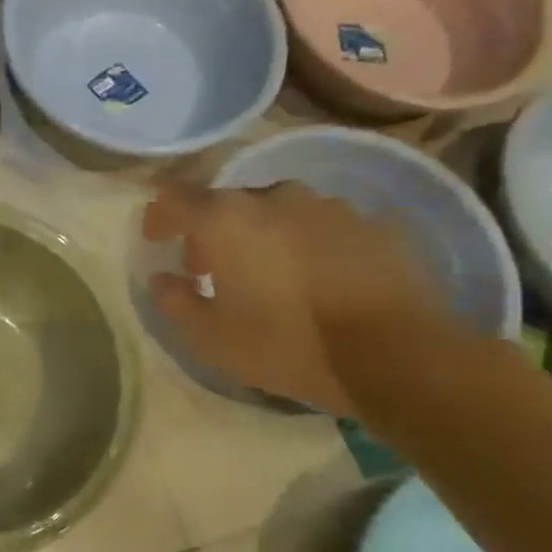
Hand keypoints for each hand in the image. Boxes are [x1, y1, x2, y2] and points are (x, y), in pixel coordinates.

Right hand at [142, 180, 451, 414]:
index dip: (158, 214)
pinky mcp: (371, 224)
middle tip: (208, 268)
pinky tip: (313, 278)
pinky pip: (320, 226)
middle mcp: (275, 198)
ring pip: (276, 210)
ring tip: (265, 273)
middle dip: (209, 230)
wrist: (396, 354)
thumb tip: (163, 279)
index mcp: (227, 219)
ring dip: (258, 234)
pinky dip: (303, 243)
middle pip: (227, 202)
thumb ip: (176, 301)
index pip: (174, 196)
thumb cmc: (286, 344)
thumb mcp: (210, 337)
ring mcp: (328, 206)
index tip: (156, 238)